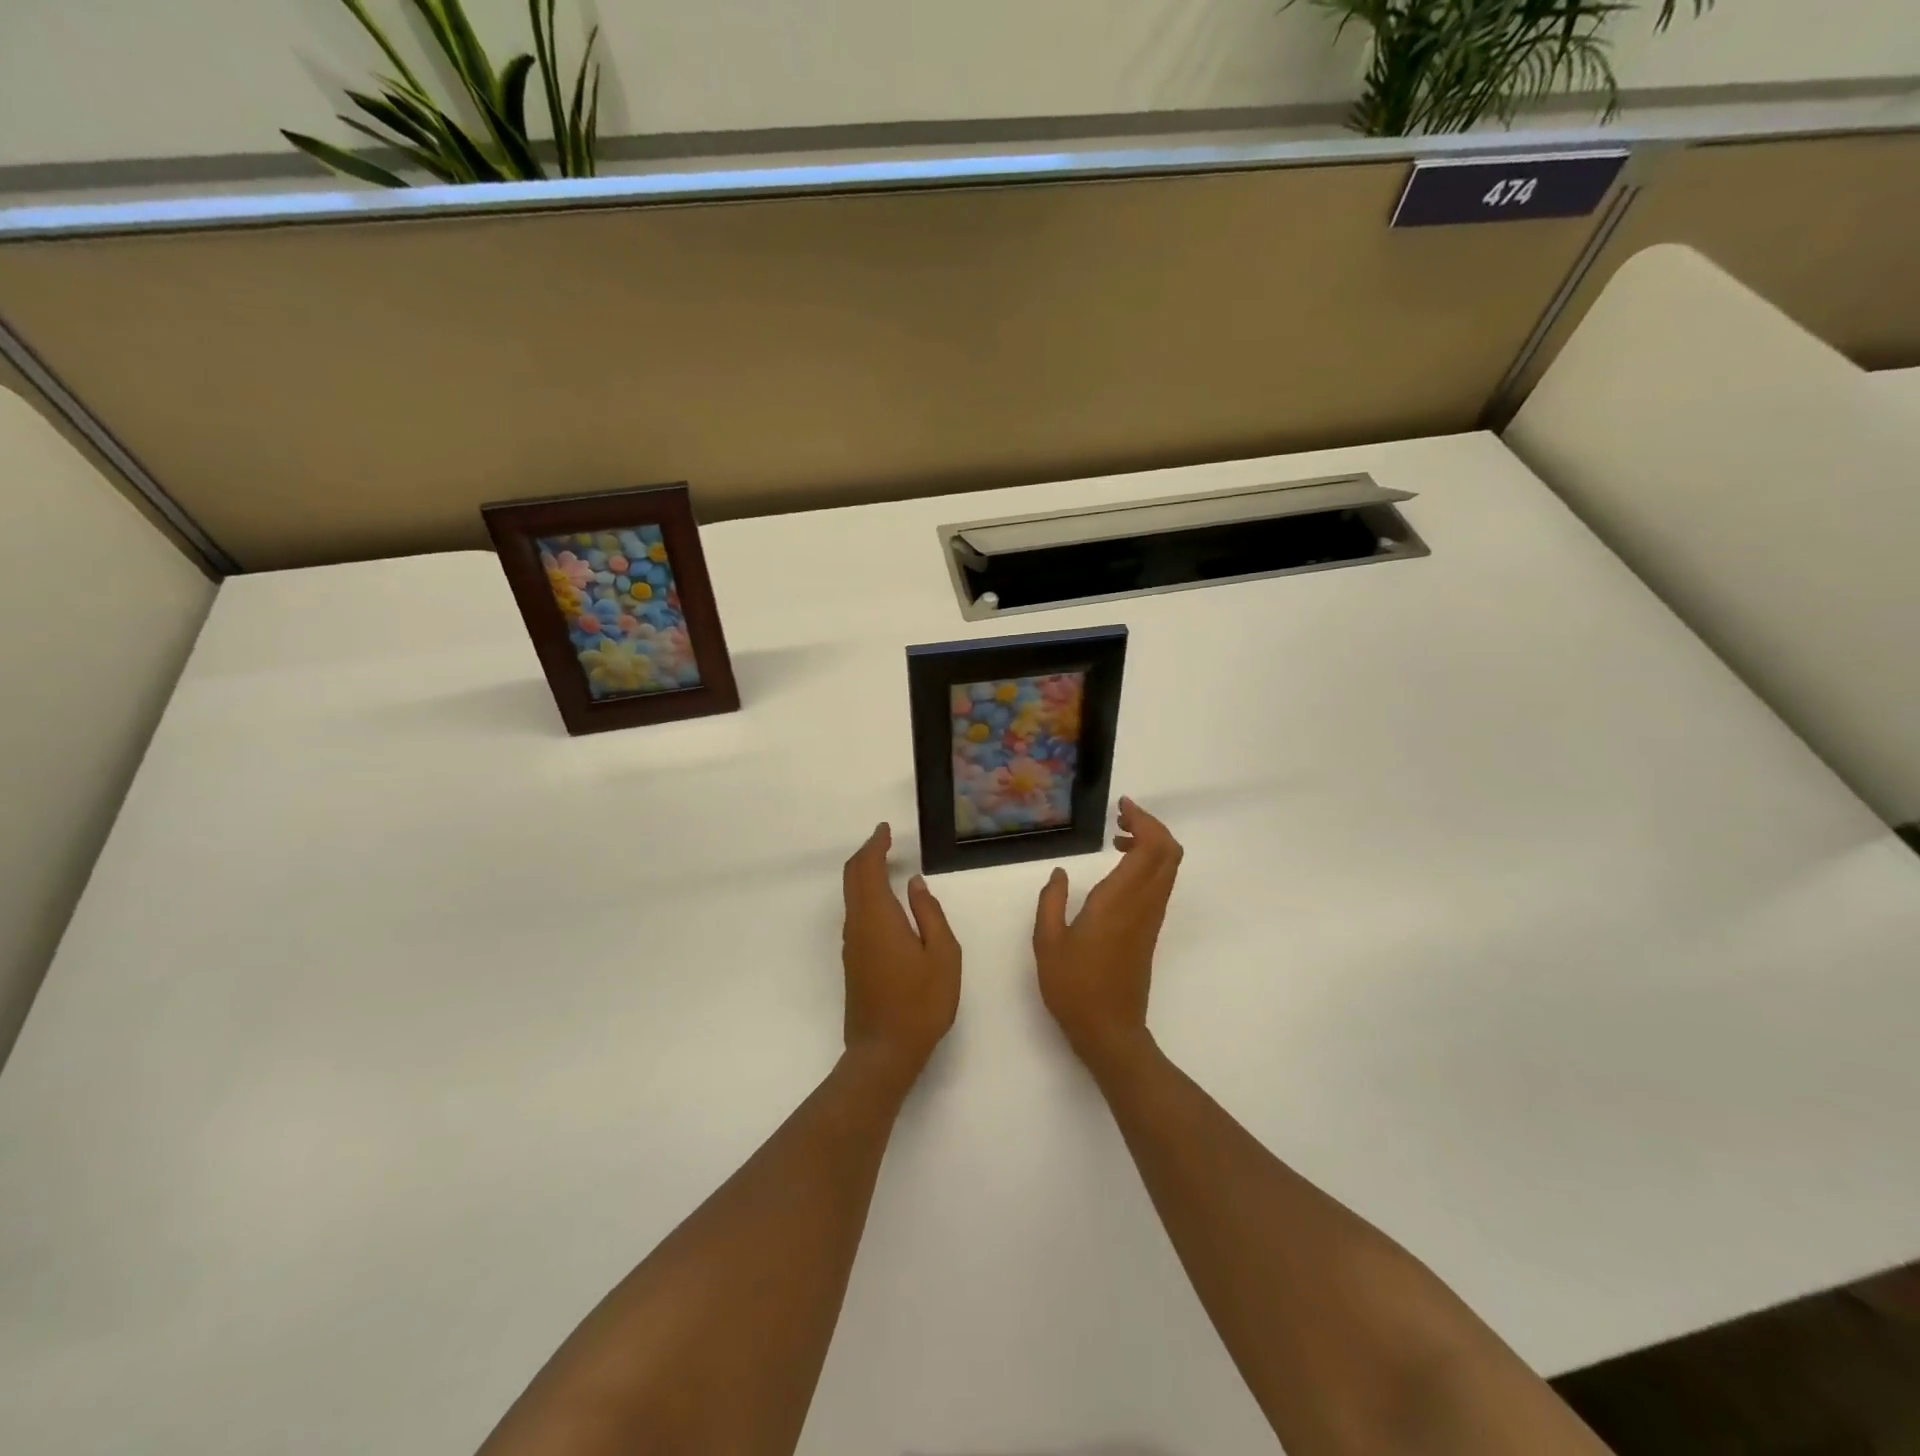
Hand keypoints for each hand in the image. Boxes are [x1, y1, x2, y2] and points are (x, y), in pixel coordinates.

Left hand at [841, 823, 961, 1094]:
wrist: (884, 1052)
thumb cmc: (921, 1003)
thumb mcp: (943, 955)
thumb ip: (930, 914)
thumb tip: (915, 885)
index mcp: (878, 918)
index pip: (866, 869)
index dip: (874, 845)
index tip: (884, 830)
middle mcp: (858, 926)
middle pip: (852, 878)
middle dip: (866, 855)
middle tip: (884, 841)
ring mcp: (852, 945)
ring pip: (851, 897)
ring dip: (864, 874)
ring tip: (885, 863)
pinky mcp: (853, 961)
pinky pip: (856, 914)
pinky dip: (866, 895)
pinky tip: (885, 902)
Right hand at [1034, 797, 1183, 1070]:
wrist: (1110, 1031)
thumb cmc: (1074, 988)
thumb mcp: (1047, 943)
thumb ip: (1050, 902)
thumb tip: (1059, 873)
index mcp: (1119, 901)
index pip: (1151, 849)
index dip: (1143, 821)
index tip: (1121, 807)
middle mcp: (1143, 904)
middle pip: (1169, 853)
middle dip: (1152, 826)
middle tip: (1122, 817)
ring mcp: (1150, 918)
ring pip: (1168, 868)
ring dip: (1151, 844)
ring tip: (1118, 837)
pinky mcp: (1150, 930)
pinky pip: (1159, 884)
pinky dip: (1148, 864)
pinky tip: (1118, 868)